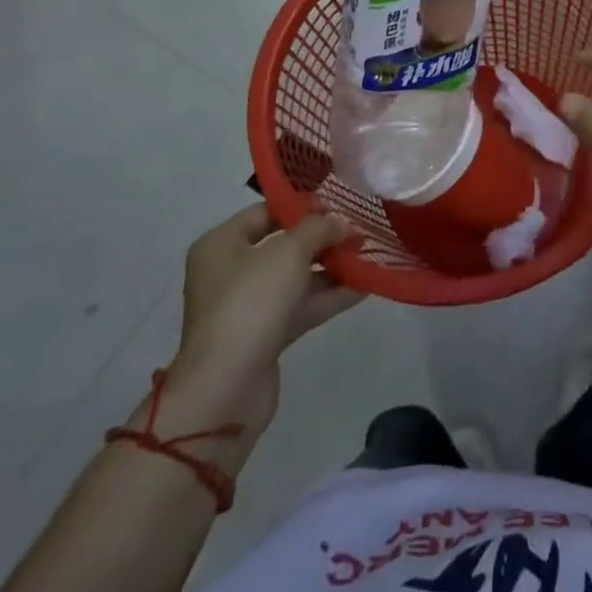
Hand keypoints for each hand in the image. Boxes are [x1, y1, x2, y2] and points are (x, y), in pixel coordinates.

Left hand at [164, 204, 362, 432]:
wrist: (227, 387)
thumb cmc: (250, 302)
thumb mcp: (289, 252)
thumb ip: (318, 229)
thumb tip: (339, 222)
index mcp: (222, 244)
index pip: (266, 212)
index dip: (302, 205)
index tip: (339, 204)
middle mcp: (230, 272)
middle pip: (283, 245)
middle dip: (323, 238)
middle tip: (359, 230)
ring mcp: (247, 306)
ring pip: (296, 278)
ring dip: (331, 268)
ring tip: (369, 255)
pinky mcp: (264, 336)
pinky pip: (301, 307)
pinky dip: (329, 296)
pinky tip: (364, 286)